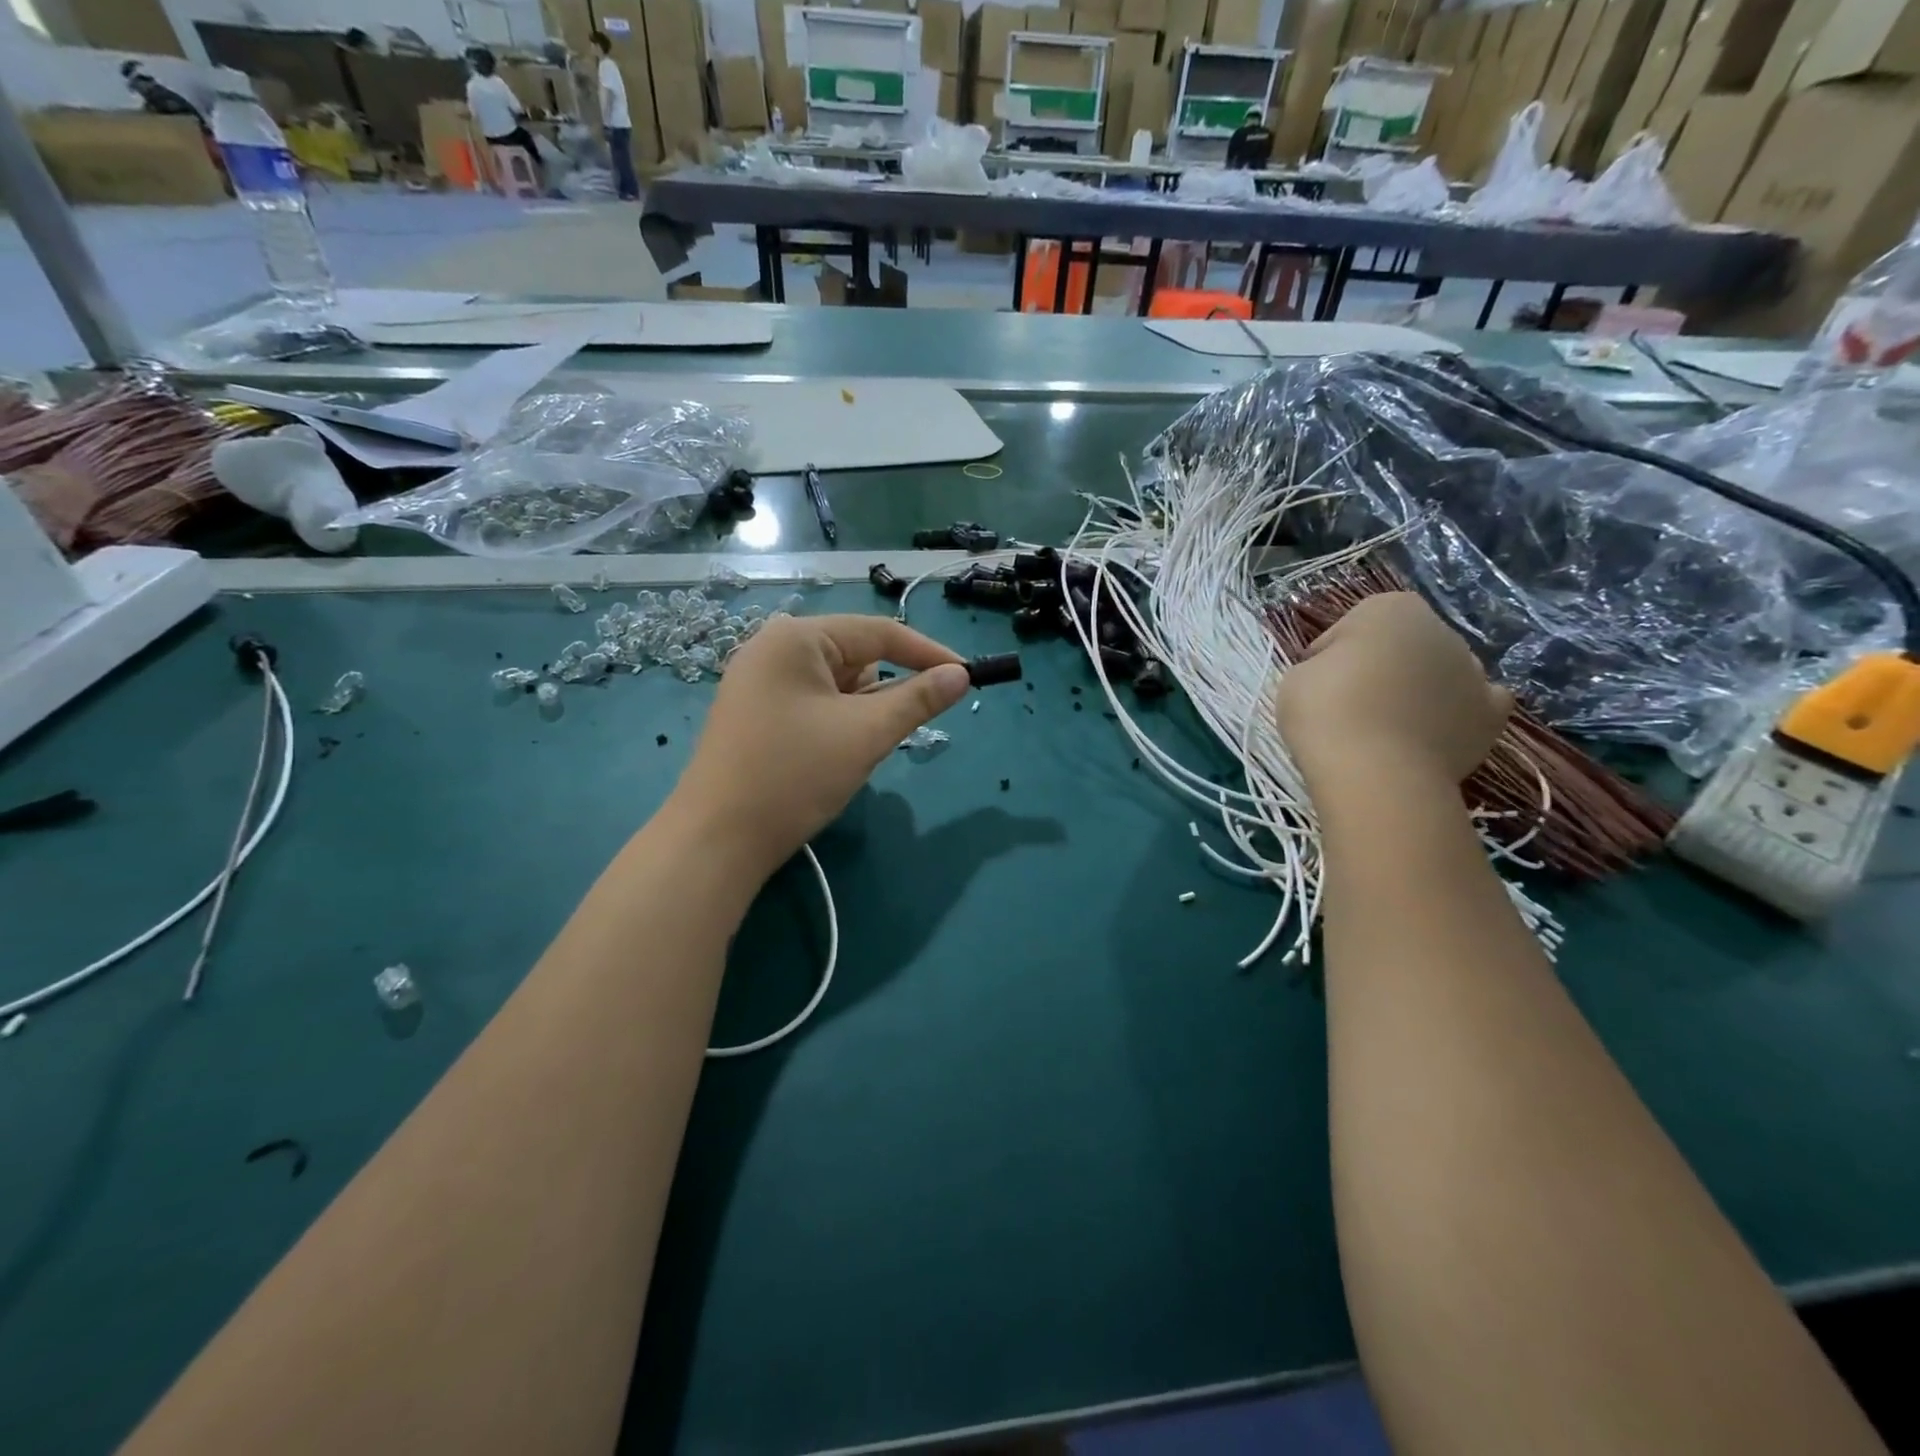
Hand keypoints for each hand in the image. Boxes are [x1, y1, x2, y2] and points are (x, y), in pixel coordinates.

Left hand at [670, 613, 970, 878]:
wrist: (716, 840)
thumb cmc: (794, 776)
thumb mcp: (866, 734)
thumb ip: (918, 699)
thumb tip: (962, 675)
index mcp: (796, 638)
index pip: (878, 632)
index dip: (928, 653)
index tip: (968, 676)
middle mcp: (773, 648)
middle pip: (855, 656)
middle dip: (886, 691)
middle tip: (897, 731)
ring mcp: (759, 682)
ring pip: (836, 684)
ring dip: (861, 711)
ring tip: (854, 751)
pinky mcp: (755, 713)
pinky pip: (814, 703)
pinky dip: (837, 722)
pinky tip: (833, 756)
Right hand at [1275, 592, 1511, 789]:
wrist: (1375, 771)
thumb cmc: (1325, 711)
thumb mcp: (1296, 678)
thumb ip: (1321, 667)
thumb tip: (1337, 677)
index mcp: (1390, 609)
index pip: (1353, 626)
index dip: (1330, 655)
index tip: (1317, 681)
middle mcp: (1440, 630)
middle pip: (1401, 647)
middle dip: (1379, 669)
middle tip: (1347, 706)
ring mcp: (1473, 672)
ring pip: (1438, 674)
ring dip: (1417, 690)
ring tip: (1385, 728)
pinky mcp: (1491, 715)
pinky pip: (1475, 706)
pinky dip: (1457, 714)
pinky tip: (1433, 731)